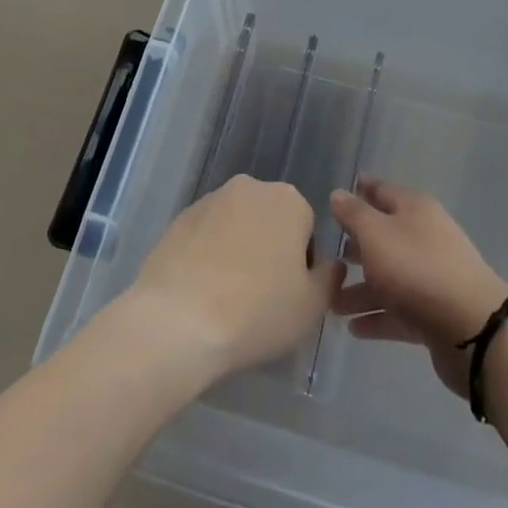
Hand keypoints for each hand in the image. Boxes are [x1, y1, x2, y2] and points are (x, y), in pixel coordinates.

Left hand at [120, 175, 342, 386]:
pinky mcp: (179, 218)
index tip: (287, 295)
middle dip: (269, 250)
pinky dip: (208, 255)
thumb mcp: (311, 306)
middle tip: (260, 297)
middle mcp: (251, 187)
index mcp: (289, 200)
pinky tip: (201, 291)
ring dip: (238, 251)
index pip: (306, 229)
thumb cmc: (257, 311)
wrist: (177, 320)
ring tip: (227, 297)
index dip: (301, 266)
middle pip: (270, 221)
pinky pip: (206, 235)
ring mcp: (211, 199)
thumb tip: (330, 264)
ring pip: (237, 226)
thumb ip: (330, 278)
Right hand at [329, 177, 507, 397]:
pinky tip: (353, 328)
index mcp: (415, 210)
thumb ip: (354, 214)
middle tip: (329, 256)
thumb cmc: (416, 269)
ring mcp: (431, 276)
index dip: (361, 190)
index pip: (383, 191)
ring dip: (361, 290)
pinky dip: (377, 316)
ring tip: (332, 304)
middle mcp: (424, 237)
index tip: (338, 194)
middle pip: (385, 236)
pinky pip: (399, 310)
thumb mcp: (376, 234)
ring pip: (389, 277)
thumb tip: (339, 194)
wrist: (471, 328)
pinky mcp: (434, 313)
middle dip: (357, 245)